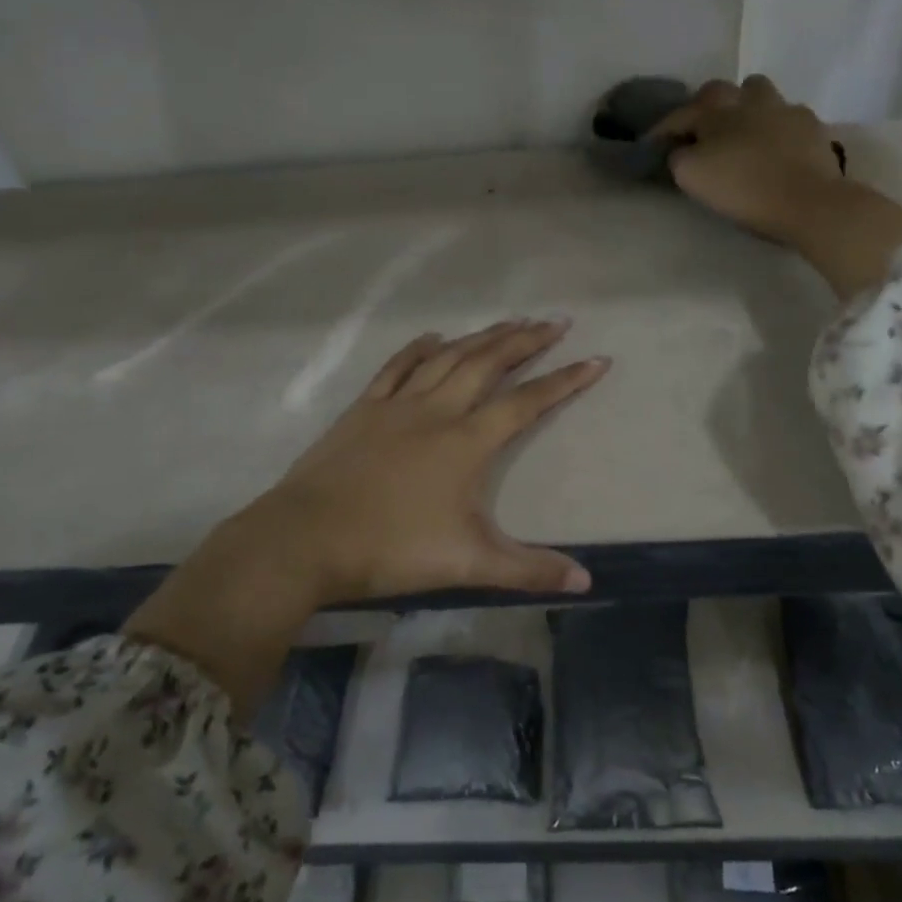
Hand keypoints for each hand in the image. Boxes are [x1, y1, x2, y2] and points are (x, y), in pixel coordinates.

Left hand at [125, 322, 608, 708]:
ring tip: (510, 320)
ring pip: (449, 357)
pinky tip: (434, 336)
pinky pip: (397, 367)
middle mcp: (437, 411)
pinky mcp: (364, 409)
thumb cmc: (391, 549)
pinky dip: (420, 348)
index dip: (565, 381)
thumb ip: (528, 568)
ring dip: (482, 336)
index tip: (596, 359)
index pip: (527, 402)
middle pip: (489, 363)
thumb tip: (587, 581)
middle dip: (527, 340)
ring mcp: (397, 405)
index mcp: (467, 442)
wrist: (305, 538)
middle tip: (556, 321)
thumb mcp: (468, 563)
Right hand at [651, 75, 844, 241]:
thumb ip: (677, 157)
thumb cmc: (743, 189)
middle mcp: (747, 99)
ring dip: (744, 108)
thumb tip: (680, 149)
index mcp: (714, 110)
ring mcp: (783, 108)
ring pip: (757, 94)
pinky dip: (776, 127)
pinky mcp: (810, 125)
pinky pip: (787, 116)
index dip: (662, 130)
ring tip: (742, 133)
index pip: (678, 114)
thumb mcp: (691, 176)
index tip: (652, 147)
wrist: (807, 200)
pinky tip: (777, 147)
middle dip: (705, 110)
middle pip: (718, 93)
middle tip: (700, 134)